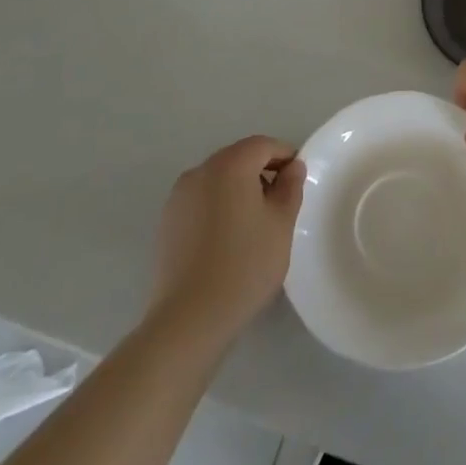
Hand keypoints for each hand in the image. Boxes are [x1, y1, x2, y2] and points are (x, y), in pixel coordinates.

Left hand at [149, 135, 305, 345]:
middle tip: (279, 204)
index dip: (285, 157)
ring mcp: (179, 197)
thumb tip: (292, 167)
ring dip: (238, 190)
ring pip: (218, 180)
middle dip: (261, 172)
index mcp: (230, 165)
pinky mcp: (167, 222)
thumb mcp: (281, 224)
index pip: (263, 145)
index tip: (297, 182)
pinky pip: (201, 200)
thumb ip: (290, 187)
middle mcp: (200, 171)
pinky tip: (227, 240)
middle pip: (238, 158)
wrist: (189, 319)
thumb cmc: (245, 265)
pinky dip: (218, 207)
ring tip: (253, 225)